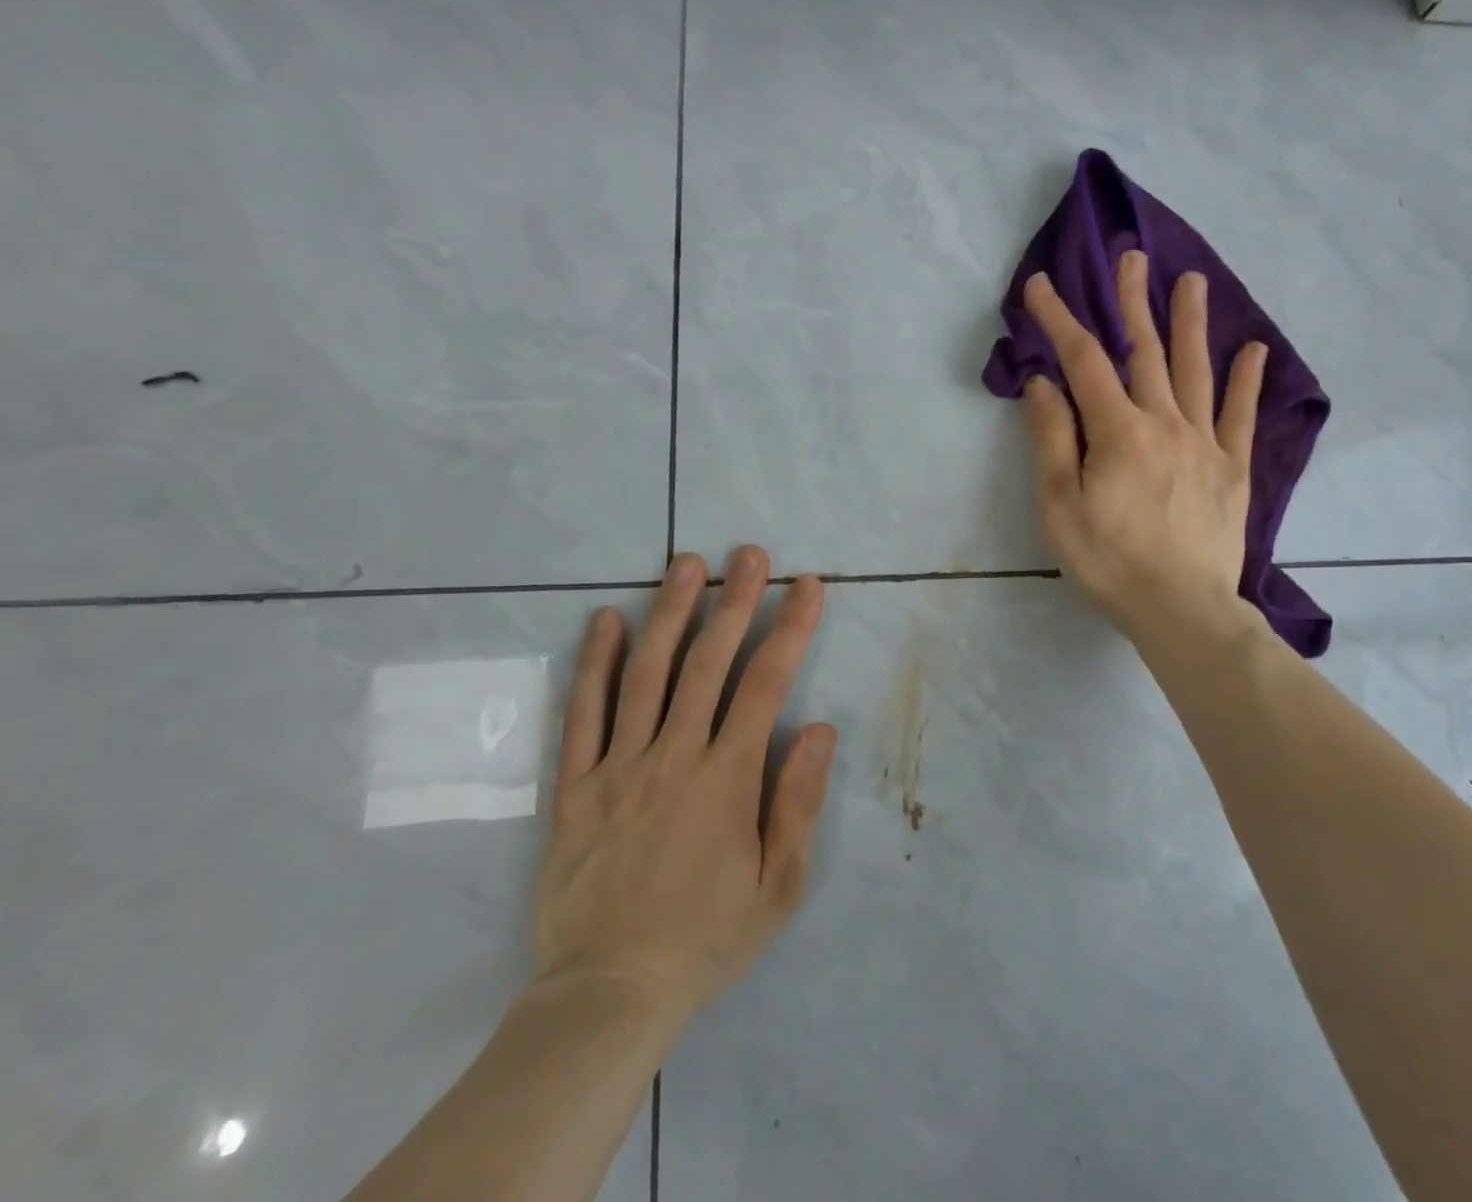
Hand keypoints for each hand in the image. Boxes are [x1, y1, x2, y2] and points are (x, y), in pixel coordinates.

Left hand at [529, 547, 837, 1029]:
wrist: (607, 994)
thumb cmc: (706, 938)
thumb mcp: (779, 886)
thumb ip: (799, 802)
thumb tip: (820, 728)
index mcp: (726, 778)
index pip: (766, 684)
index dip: (791, 628)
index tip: (808, 586)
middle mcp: (673, 756)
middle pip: (706, 662)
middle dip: (734, 601)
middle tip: (750, 553)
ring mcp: (618, 767)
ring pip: (645, 673)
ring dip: (669, 612)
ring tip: (687, 564)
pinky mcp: (574, 786)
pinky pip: (582, 714)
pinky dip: (594, 662)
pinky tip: (604, 619)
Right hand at [1021, 248, 1266, 645]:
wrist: (1182, 610)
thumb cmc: (1110, 562)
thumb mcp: (1061, 506)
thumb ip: (1053, 439)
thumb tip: (1043, 382)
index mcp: (1119, 432)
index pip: (1084, 361)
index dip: (1060, 319)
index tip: (1041, 286)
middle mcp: (1165, 423)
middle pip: (1145, 352)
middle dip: (1133, 303)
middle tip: (1133, 258)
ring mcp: (1205, 443)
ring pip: (1195, 371)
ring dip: (1189, 323)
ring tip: (1191, 281)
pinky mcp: (1232, 469)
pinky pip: (1239, 415)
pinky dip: (1246, 380)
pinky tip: (1252, 349)